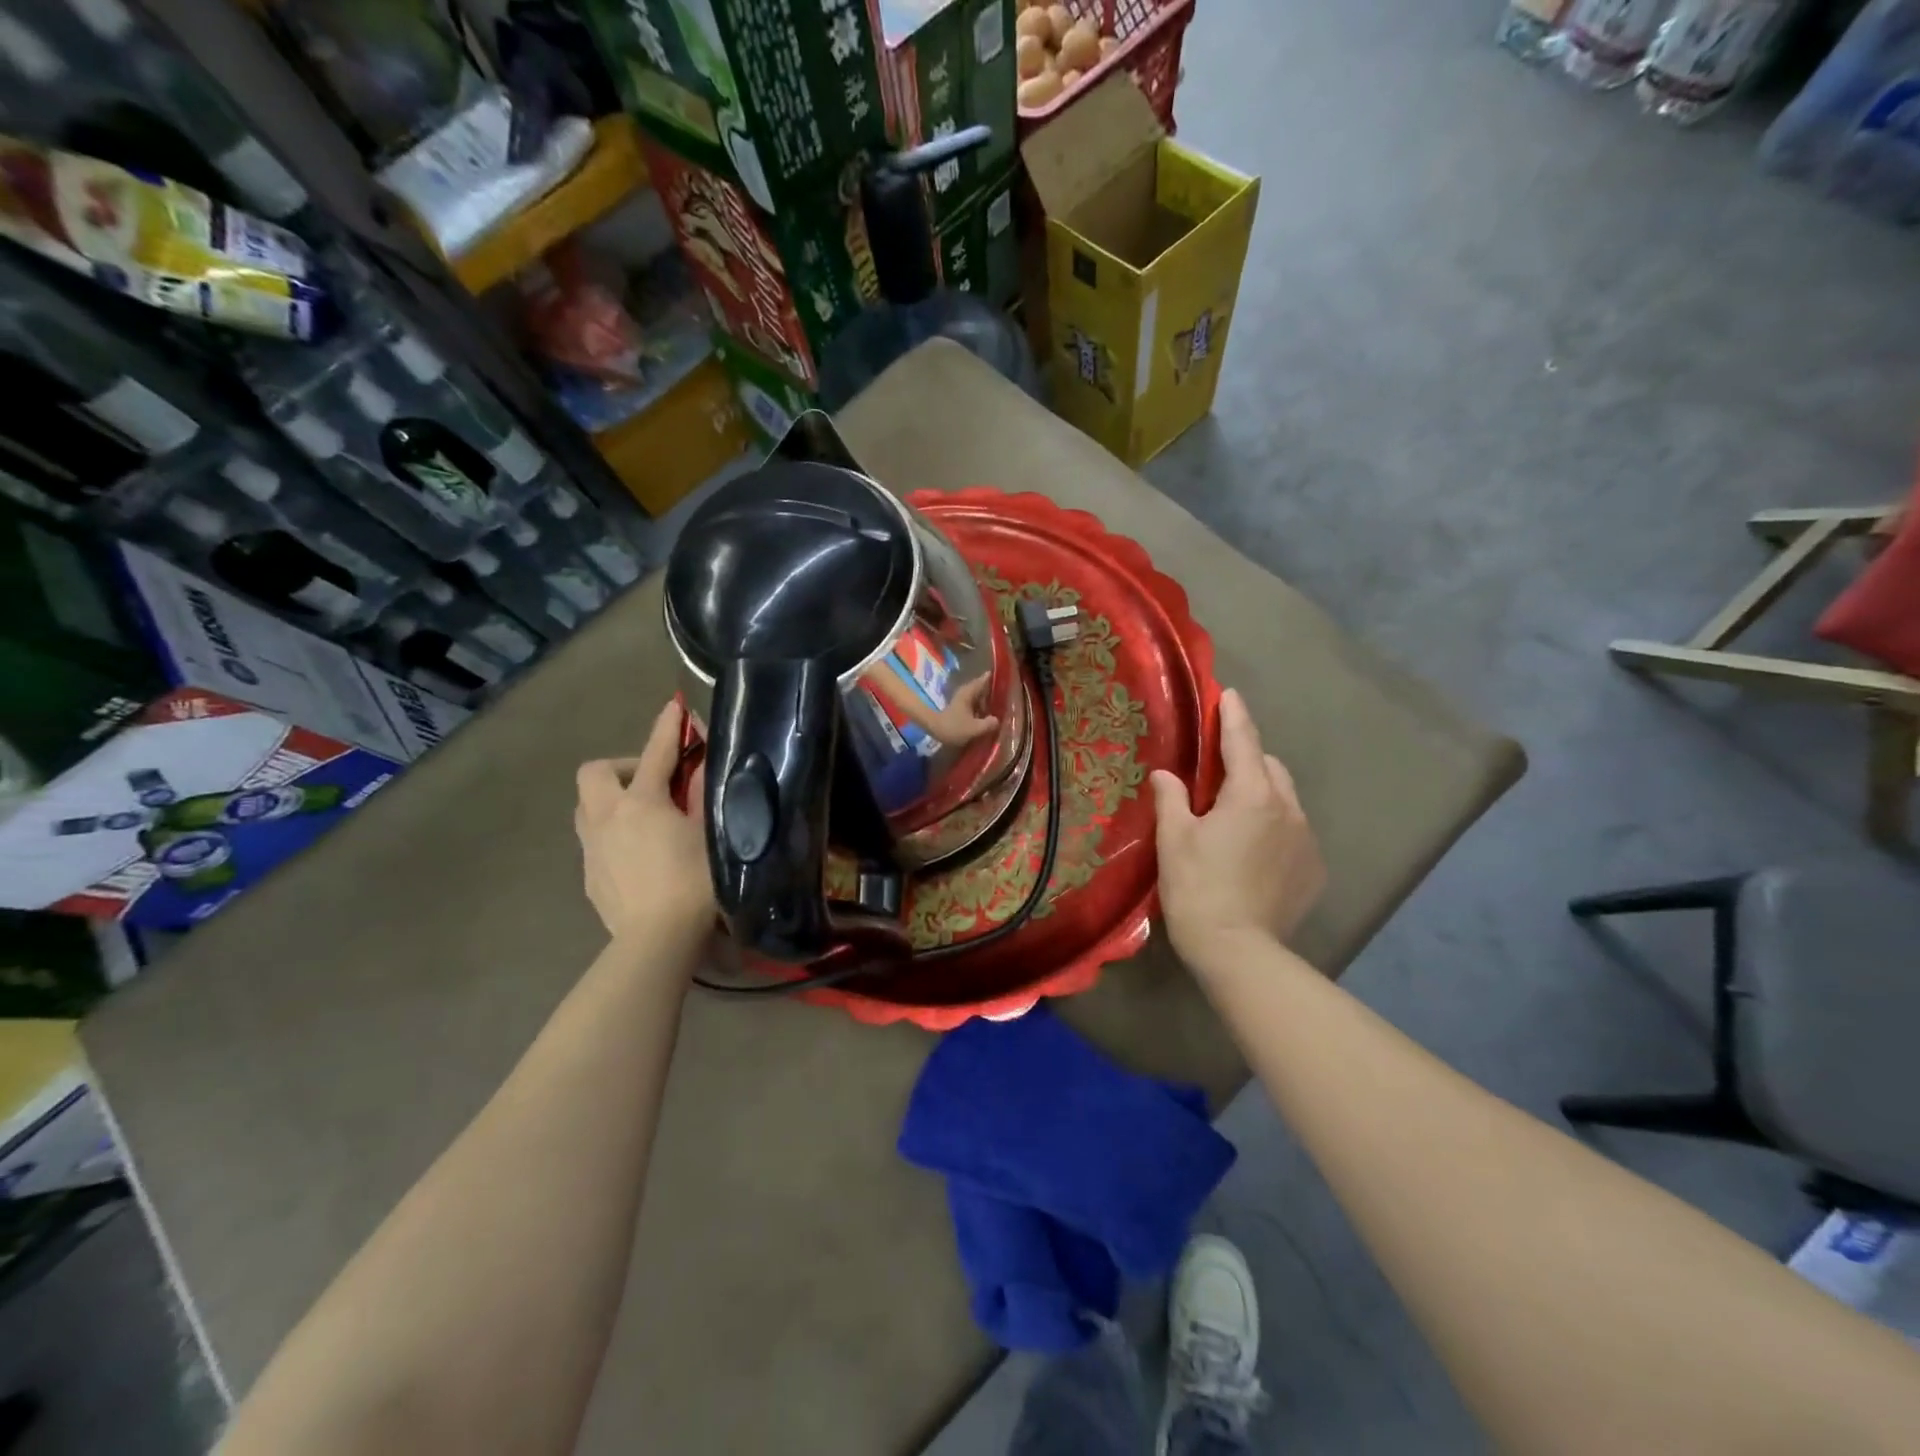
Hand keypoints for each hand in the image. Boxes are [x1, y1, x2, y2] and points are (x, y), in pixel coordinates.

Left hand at [575, 700, 713, 947]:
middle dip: (621, 767)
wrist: (658, 940)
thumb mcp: (710, 833)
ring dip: (611, 800)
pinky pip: (594, 840)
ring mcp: (592, 849)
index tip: (675, 707)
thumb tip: (701, 763)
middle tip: (653, 783)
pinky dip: (613, 834)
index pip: (656, 753)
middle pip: (594, 773)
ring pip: (587, 807)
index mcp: (641, 803)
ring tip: (644, 818)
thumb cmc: (693, 882)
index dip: (668, 727)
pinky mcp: (589, 877)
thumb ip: (702, 794)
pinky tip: (639, 856)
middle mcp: (607, 818)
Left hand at [927, 673, 1000, 745]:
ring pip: (978, 696)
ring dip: (986, 700)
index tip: (1005, 677)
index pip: (984, 680)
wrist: (933, 729)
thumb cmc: (953, 727)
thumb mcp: (974, 728)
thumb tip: (997, 720)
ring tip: (999, 706)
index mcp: (969, 692)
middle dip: (992, 691)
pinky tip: (986, 714)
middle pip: (982, 688)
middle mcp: (965, 692)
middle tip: (1006, 695)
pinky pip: (974, 703)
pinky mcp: (959, 707)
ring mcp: (961, 699)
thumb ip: (988, 724)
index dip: (994, 678)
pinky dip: (980, 706)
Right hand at [1152, 688, 1324, 969]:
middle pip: (1269, 767)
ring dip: (1262, 793)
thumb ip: (1171, 798)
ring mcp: (1306, 840)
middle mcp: (1287, 809)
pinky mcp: (1314, 869)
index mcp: (1251, 795)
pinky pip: (1294, 831)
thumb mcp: (1174, 839)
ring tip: (1234, 815)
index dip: (1233, 715)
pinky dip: (1275, 826)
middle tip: (1217, 772)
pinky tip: (1254, 851)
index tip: (1229, 694)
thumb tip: (1166, 774)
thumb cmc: (1198, 888)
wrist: (1239, 951)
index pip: (1243, 741)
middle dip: (1247, 758)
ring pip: (1285, 798)